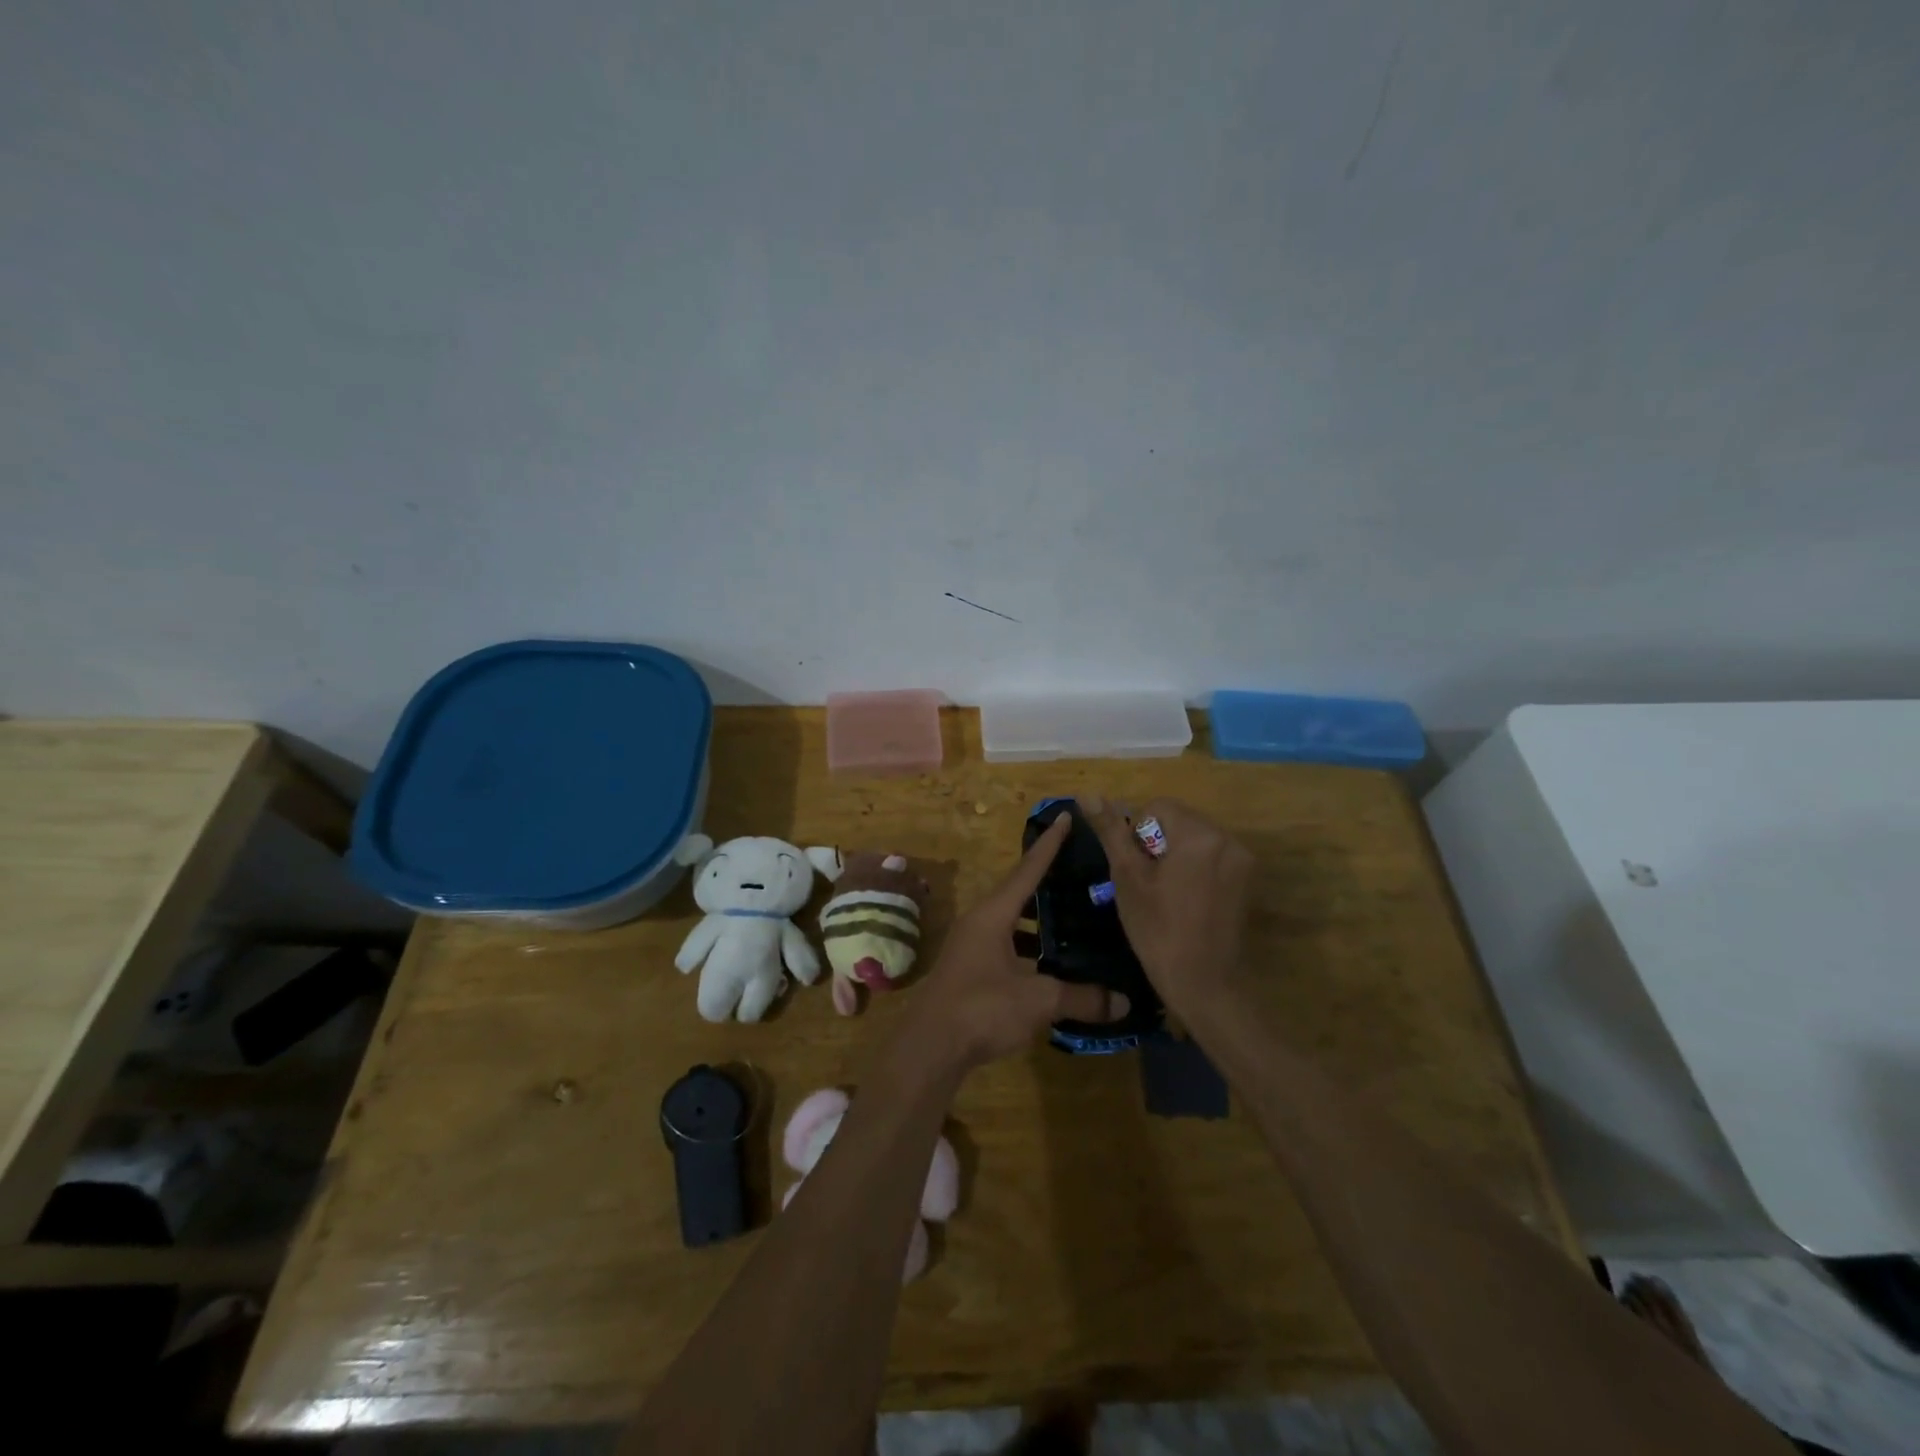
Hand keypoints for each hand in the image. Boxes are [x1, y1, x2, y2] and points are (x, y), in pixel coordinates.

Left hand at [897, 813, 1129, 1073]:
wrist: (930, 1046)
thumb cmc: (982, 1009)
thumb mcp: (1038, 1000)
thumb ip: (1081, 997)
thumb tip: (1124, 1002)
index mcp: (993, 914)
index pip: (1028, 870)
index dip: (1049, 844)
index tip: (1066, 816)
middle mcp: (980, 922)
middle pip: (1018, 892)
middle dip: (1047, 882)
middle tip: (1079, 873)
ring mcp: (971, 946)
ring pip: (1010, 921)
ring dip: (1037, 920)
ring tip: (1071, 919)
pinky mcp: (969, 969)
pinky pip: (1005, 945)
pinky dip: (1028, 947)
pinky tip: (1049, 964)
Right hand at [1082, 796, 1255, 1018]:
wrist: (1203, 984)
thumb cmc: (1157, 930)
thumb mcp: (1127, 877)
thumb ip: (1110, 831)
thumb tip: (1087, 794)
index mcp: (1199, 834)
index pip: (1157, 808)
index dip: (1137, 835)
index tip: (1137, 871)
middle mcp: (1227, 839)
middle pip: (1179, 821)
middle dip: (1158, 844)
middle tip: (1149, 885)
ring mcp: (1243, 860)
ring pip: (1195, 839)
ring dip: (1177, 856)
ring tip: (1167, 895)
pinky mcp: (1248, 880)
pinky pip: (1213, 858)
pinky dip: (1196, 869)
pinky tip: (1187, 901)